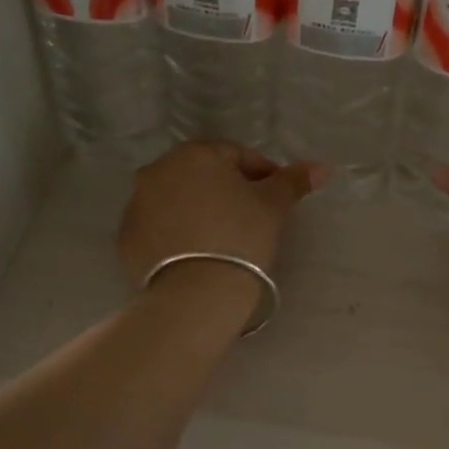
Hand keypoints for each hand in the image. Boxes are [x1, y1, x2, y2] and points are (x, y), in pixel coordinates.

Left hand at [118, 142, 323, 287]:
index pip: (235, 155)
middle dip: (226, 189)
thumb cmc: (241, 238)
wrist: (196, 294)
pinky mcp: (126, 238)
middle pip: (201, 174)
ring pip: (177, 200)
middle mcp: (157, 171)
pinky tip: (196, 254)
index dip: (261, 173)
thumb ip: (294, 181)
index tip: (276, 196)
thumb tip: (323, 167)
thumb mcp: (273, 207)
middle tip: (251, 216)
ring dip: (198, 210)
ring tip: (222, 238)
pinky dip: (176, 233)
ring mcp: (136, 205)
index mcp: (194, 154)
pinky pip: (158, 227)